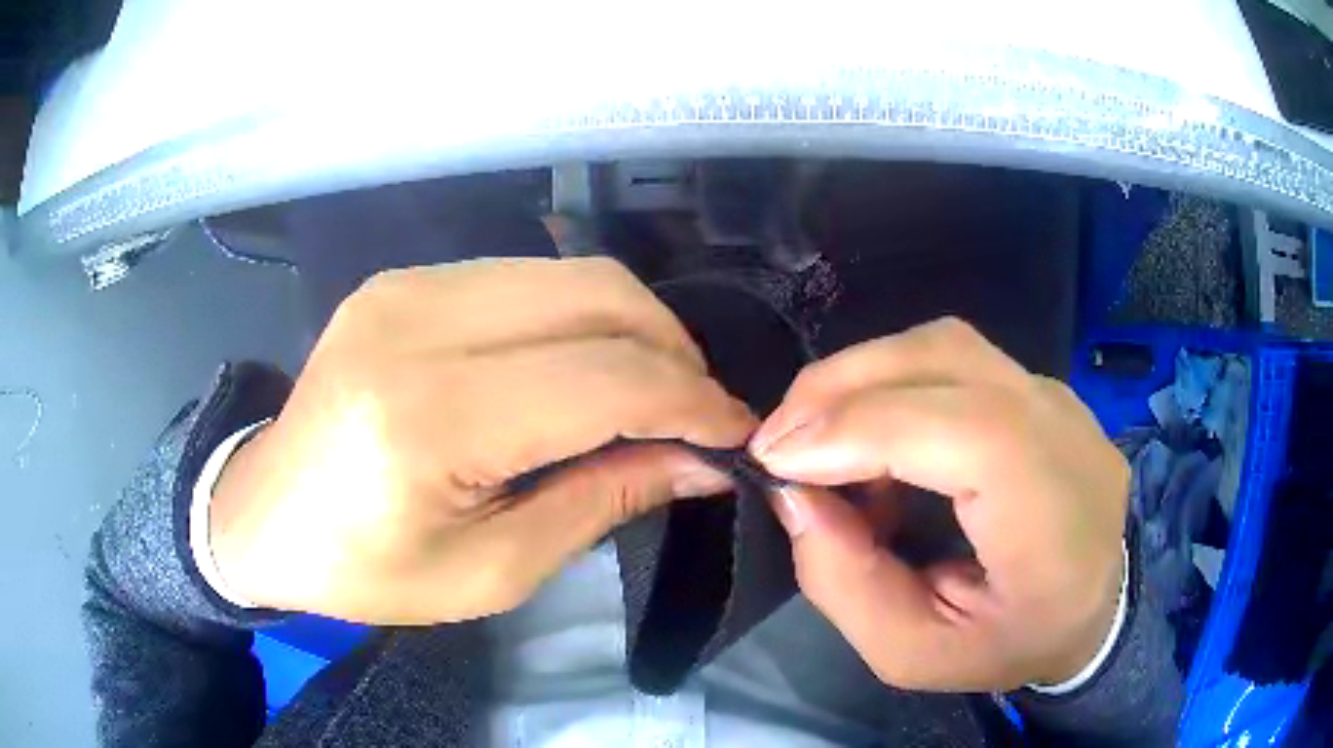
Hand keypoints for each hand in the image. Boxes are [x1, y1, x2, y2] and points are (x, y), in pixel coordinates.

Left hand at [210, 258, 755, 623]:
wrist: (265, 514)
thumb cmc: (366, 567)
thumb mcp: (490, 570)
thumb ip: (602, 502)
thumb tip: (702, 461)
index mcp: (426, 418)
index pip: (601, 379)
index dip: (689, 401)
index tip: (737, 433)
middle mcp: (414, 323)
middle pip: (595, 297)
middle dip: (673, 352)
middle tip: (699, 413)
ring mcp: (405, 286)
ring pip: (569, 273)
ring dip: (634, 328)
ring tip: (653, 391)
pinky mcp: (403, 279)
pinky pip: (525, 278)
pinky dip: (580, 317)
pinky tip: (585, 366)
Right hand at [750, 318, 1127, 690]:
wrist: (1097, 606)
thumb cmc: (1012, 643)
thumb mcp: (916, 654)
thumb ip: (848, 585)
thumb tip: (795, 494)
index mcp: (1054, 518)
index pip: (966, 432)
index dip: (860, 429)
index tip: (775, 460)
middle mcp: (1064, 432)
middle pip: (945, 360)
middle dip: (840, 387)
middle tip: (778, 440)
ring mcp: (1057, 398)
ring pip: (943, 346)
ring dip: (862, 377)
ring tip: (816, 435)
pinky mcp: (1040, 388)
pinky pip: (954, 360)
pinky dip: (893, 383)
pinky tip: (873, 433)